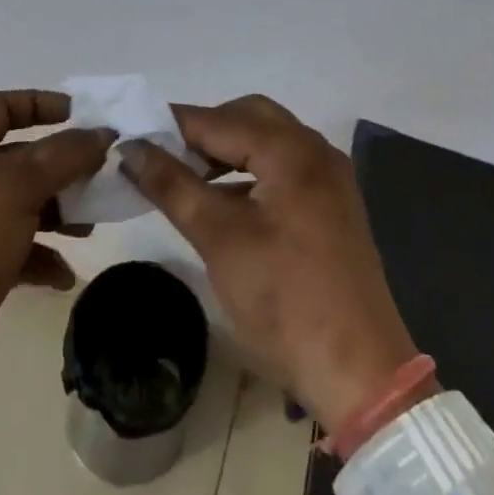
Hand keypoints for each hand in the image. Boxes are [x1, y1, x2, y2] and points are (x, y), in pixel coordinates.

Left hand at [0, 91, 112, 445]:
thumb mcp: (20, 186)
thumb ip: (66, 154)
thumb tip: (103, 133)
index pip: (2, 105)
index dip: (41, 103)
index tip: (81, 115)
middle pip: (20, 157)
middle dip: (61, 165)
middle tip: (101, 175)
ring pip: (24, 204)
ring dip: (59, 211)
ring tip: (90, 226)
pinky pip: (19, 250)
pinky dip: (44, 257)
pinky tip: (65, 275)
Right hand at [120, 96, 430, 433]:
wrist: (362, 376)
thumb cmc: (286, 302)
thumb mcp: (219, 239)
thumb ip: (173, 185)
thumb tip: (131, 148)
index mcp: (291, 150)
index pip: (218, 120)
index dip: (172, 125)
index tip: (132, 135)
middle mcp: (315, 150)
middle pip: (248, 117)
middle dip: (203, 131)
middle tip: (163, 155)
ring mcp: (329, 178)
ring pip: (266, 141)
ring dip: (226, 150)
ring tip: (186, 177)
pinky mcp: (333, 206)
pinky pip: (283, 167)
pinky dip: (250, 171)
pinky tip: (224, 201)